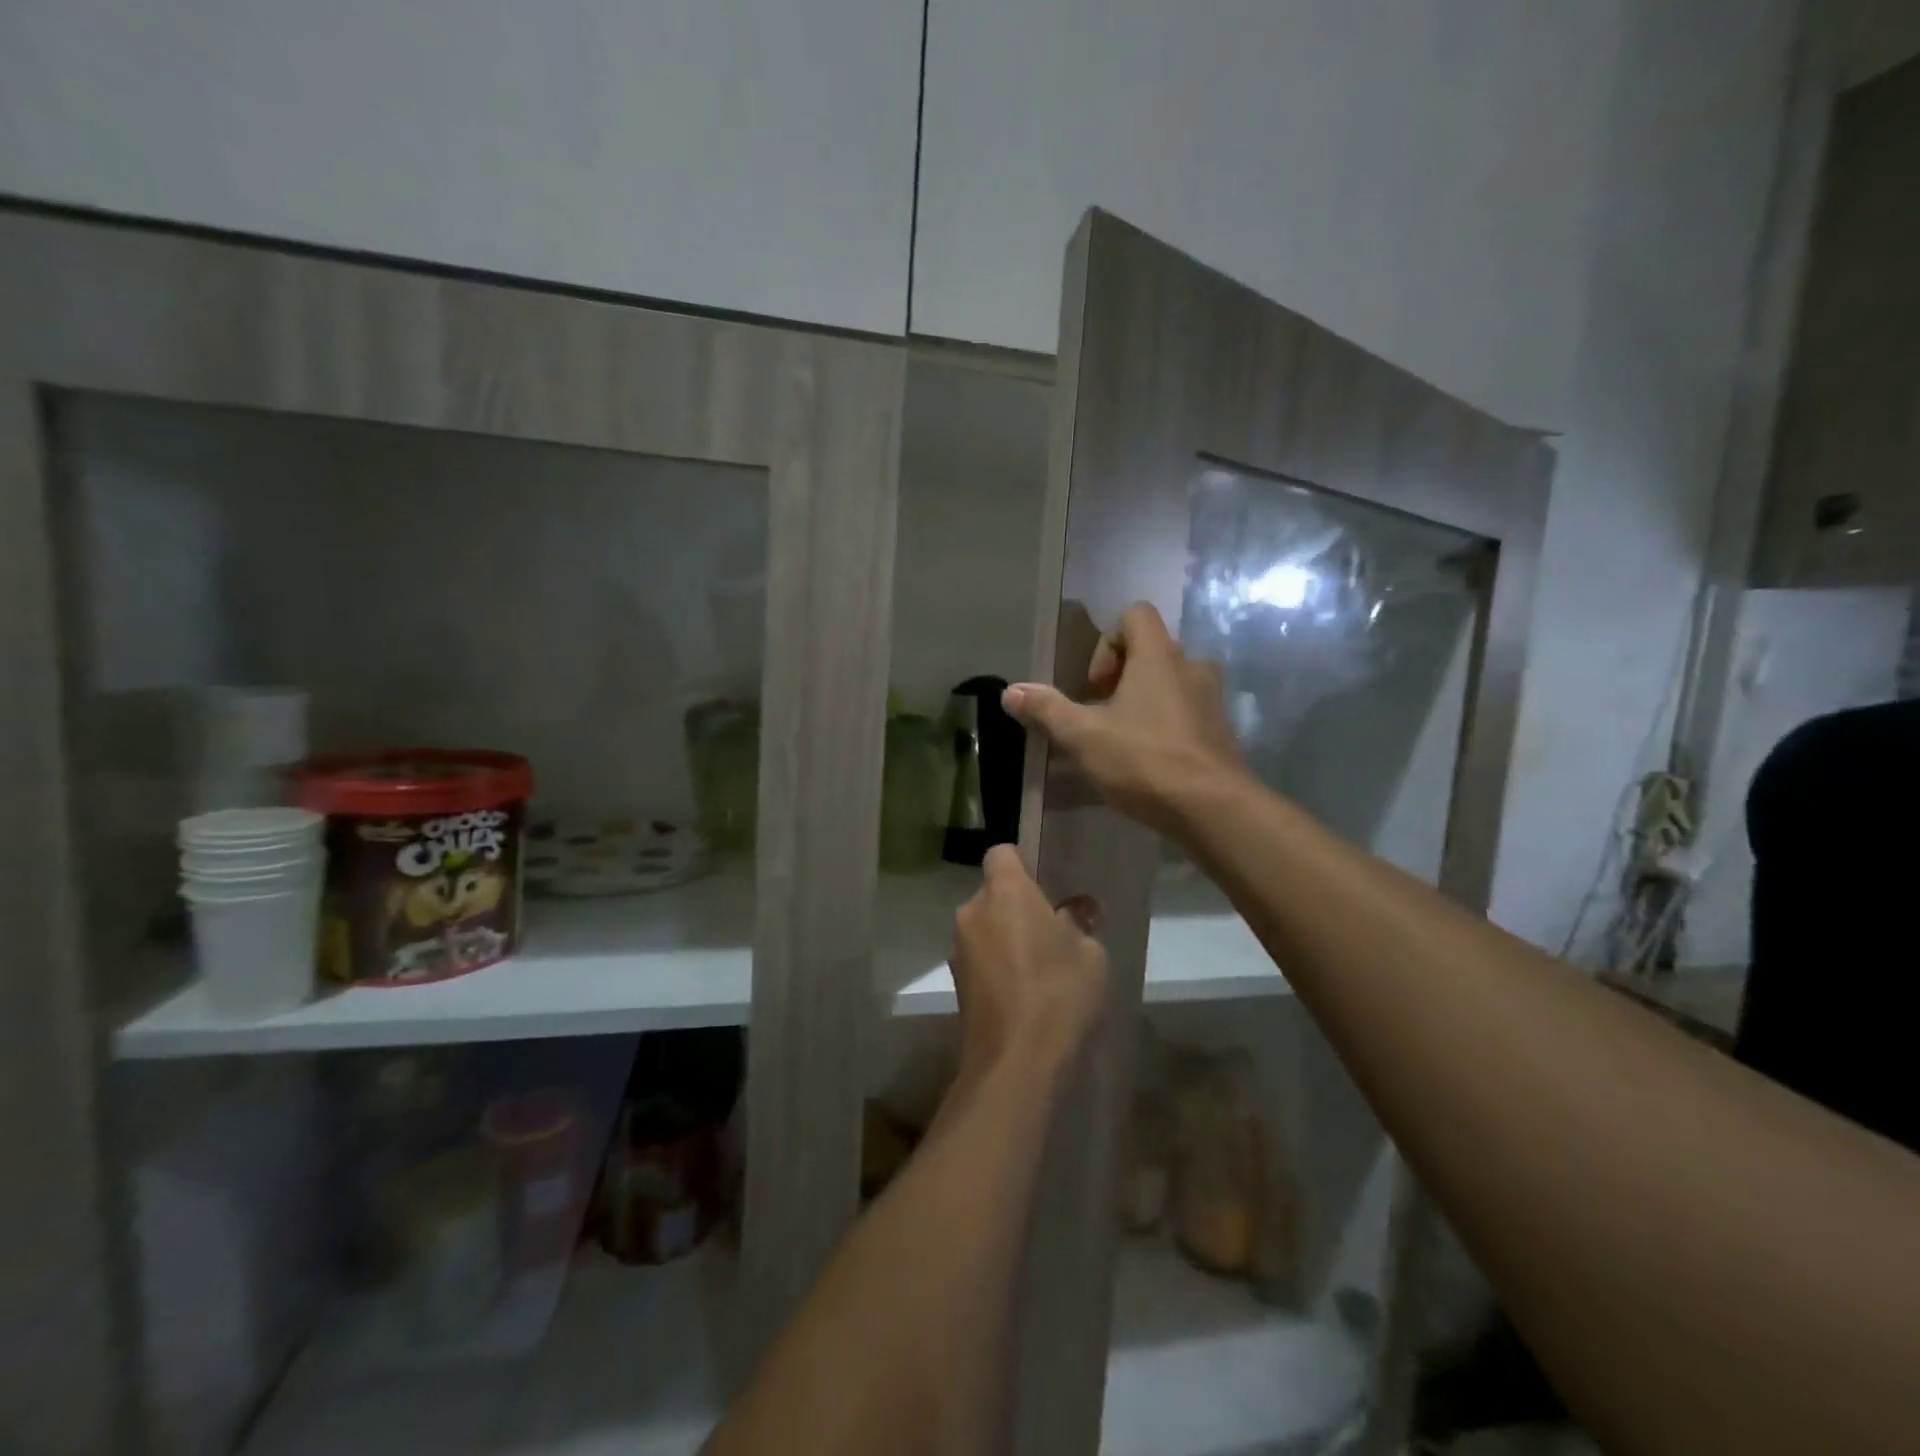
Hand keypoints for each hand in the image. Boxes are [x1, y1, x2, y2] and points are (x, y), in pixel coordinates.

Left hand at [951, 846, 1108, 1079]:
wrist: (1017, 1062)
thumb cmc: (1060, 994)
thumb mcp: (1090, 955)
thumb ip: (1080, 925)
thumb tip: (1074, 914)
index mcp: (1005, 892)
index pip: (1002, 853)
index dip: (1023, 862)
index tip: (1045, 884)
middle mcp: (973, 912)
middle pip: (993, 892)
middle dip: (1017, 905)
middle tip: (1051, 930)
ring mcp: (959, 948)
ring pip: (985, 926)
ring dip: (1005, 936)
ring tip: (1040, 966)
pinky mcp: (956, 982)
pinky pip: (980, 957)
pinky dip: (997, 963)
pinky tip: (1024, 991)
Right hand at [1002, 602, 1245, 835]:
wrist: (1213, 808)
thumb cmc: (1144, 760)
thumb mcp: (1083, 736)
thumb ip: (1046, 709)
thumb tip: (1010, 691)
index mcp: (1158, 655)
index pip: (1135, 614)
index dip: (1106, 642)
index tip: (1093, 686)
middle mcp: (1191, 667)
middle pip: (1151, 650)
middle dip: (1120, 678)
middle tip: (1100, 715)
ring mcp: (1211, 700)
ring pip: (1170, 683)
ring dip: (1143, 702)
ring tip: (1121, 738)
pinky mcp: (1220, 732)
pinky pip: (1186, 712)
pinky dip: (1164, 725)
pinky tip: (1147, 762)